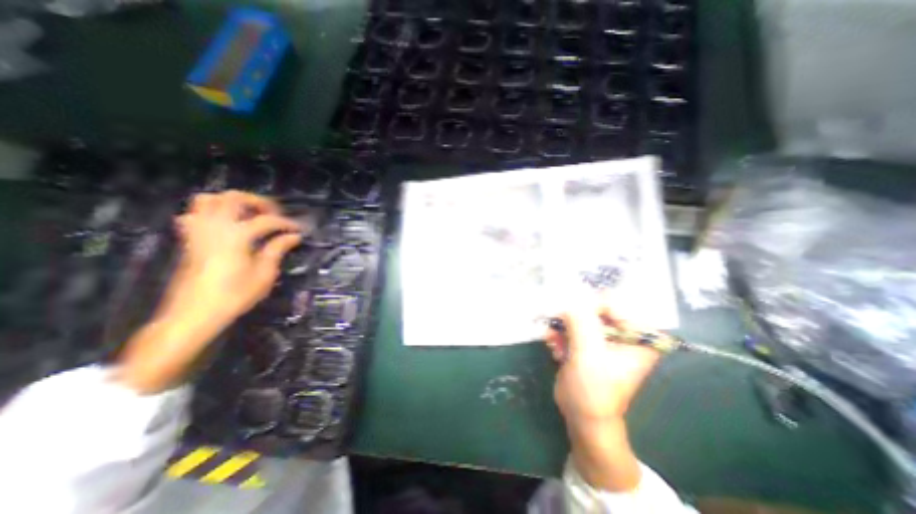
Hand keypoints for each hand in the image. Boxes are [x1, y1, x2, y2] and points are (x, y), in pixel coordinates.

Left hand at [156, 191, 300, 326]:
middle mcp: (215, 227)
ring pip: (209, 200)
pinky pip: (195, 213)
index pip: (267, 220)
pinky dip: (211, 212)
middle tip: (273, 214)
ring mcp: (198, 231)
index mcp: (237, 236)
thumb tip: (294, 236)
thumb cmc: (235, 295)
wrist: (194, 313)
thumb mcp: (264, 274)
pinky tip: (225, 224)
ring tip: (249, 214)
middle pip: (234, 198)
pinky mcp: (189, 239)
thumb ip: (277, 250)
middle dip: (258, 202)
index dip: (286, 223)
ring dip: (232, 202)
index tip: (299, 229)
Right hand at [542, 308, 666, 491]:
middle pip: (594, 309)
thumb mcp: (588, 352)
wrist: (583, 417)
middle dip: (572, 318)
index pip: (613, 304)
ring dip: (563, 327)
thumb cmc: (594, 388)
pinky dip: (561, 335)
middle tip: (558, 326)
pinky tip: (554, 347)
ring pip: (579, 318)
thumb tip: (569, 297)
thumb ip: (580, 321)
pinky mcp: (588, 344)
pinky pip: (572, 329)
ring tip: (554, 340)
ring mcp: (604, 339)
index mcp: (638, 335)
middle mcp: (623, 334)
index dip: (589, 306)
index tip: (568, 313)